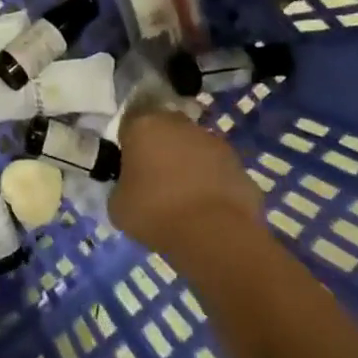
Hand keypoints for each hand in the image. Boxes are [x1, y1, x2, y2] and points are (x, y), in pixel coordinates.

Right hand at [110, 108, 264, 253]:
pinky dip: (212, 183)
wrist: (214, 234)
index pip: (130, 124)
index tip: (128, 165)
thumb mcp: (118, 205)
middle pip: (165, 129)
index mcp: (144, 125)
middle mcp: (179, 124)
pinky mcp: (239, 164)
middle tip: (155, 179)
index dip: (128, 143)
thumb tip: (130, 187)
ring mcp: (214, 142)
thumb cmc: (155, 212)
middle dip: (161, 148)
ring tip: (184, 198)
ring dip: (188, 164)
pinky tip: (207, 209)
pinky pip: (217, 170)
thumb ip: (121, 186)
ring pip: (194, 147)